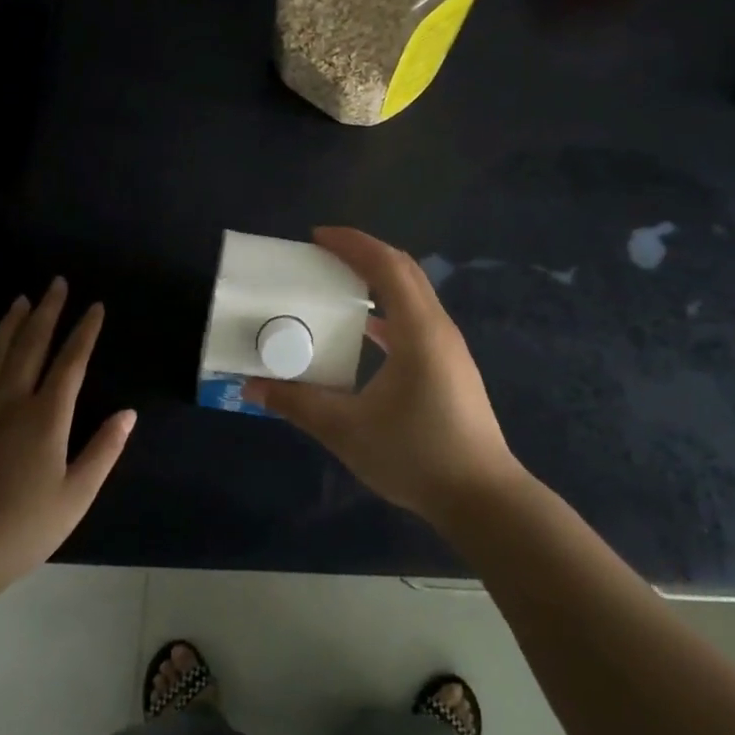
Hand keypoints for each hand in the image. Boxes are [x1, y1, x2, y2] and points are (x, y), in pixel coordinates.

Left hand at [0, 279, 134, 592]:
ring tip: (21, 299)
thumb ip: (104, 450)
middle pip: (31, 345)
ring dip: (10, 323)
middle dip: (47, 311)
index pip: (71, 362)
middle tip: (56, 283)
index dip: (85, 331)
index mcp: (47, 417)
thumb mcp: (77, 495)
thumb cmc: (24, 527)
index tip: (95, 307)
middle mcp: (11, 401)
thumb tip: (128, 413)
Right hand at [243, 228, 527, 532]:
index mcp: (418, 330)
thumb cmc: (416, 456)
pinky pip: (416, 319)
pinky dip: (387, 310)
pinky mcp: (450, 366)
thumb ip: (298, 404)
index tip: (316, 237)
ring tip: (338, 284)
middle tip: (322, 255)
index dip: (352, 244)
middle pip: (403, 270)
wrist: (482, 498)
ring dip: (377, 280)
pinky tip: (363, 331)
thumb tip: (252, 386)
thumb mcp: (347, 430)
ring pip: (413, 294)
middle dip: (363, 254)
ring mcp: (448, 347)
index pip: (386, 265)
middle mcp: (438, 328)